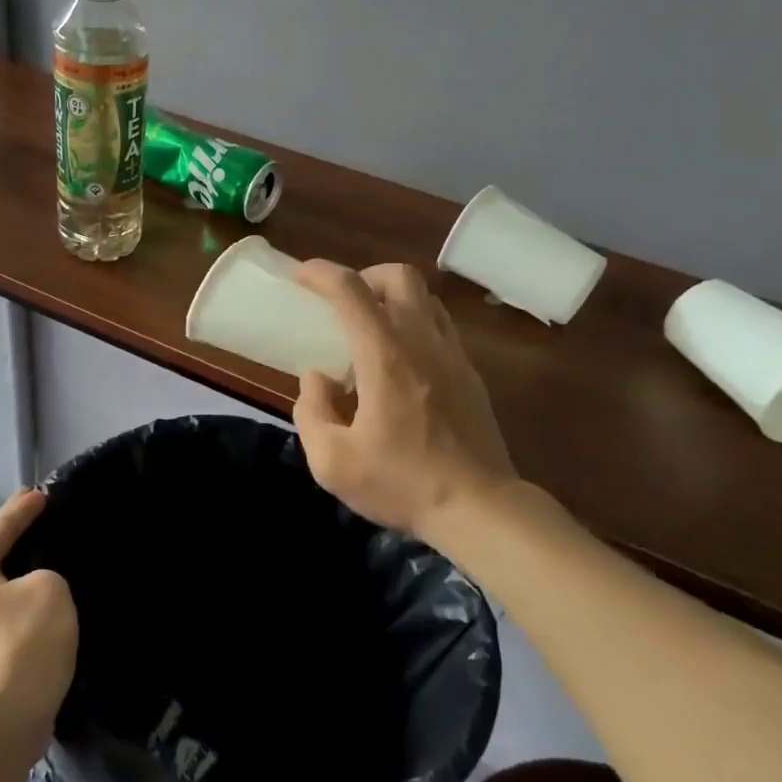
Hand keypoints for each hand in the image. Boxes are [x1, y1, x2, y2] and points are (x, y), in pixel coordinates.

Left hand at [0, 490, 77, 767]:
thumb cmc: (20, 647)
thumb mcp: (49, 590)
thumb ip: (45, 575)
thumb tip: (33, 591)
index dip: (23, 509)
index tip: (42, 494)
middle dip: (19, 548)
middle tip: (49, 533)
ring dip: (21, 589)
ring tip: (53, 579)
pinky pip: (1, 627)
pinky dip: (22, 619)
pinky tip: (44, 621)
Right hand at [293, 261, 516, 538]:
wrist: (480, 509)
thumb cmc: (402, 483)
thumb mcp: (333, 462)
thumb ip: (312, 411)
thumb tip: (317, 378)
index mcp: (385, 356)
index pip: (350, 291)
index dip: (321, 273)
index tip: (301, 275)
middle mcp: (422, 341)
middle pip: (399, 277)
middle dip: (365, 276)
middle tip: (343, 304)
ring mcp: (453, 355)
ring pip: (425, 298)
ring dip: (393, 298)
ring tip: (371, 330)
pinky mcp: (471, 374)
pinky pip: (440, 326)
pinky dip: (414, 324)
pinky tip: (401, 362)